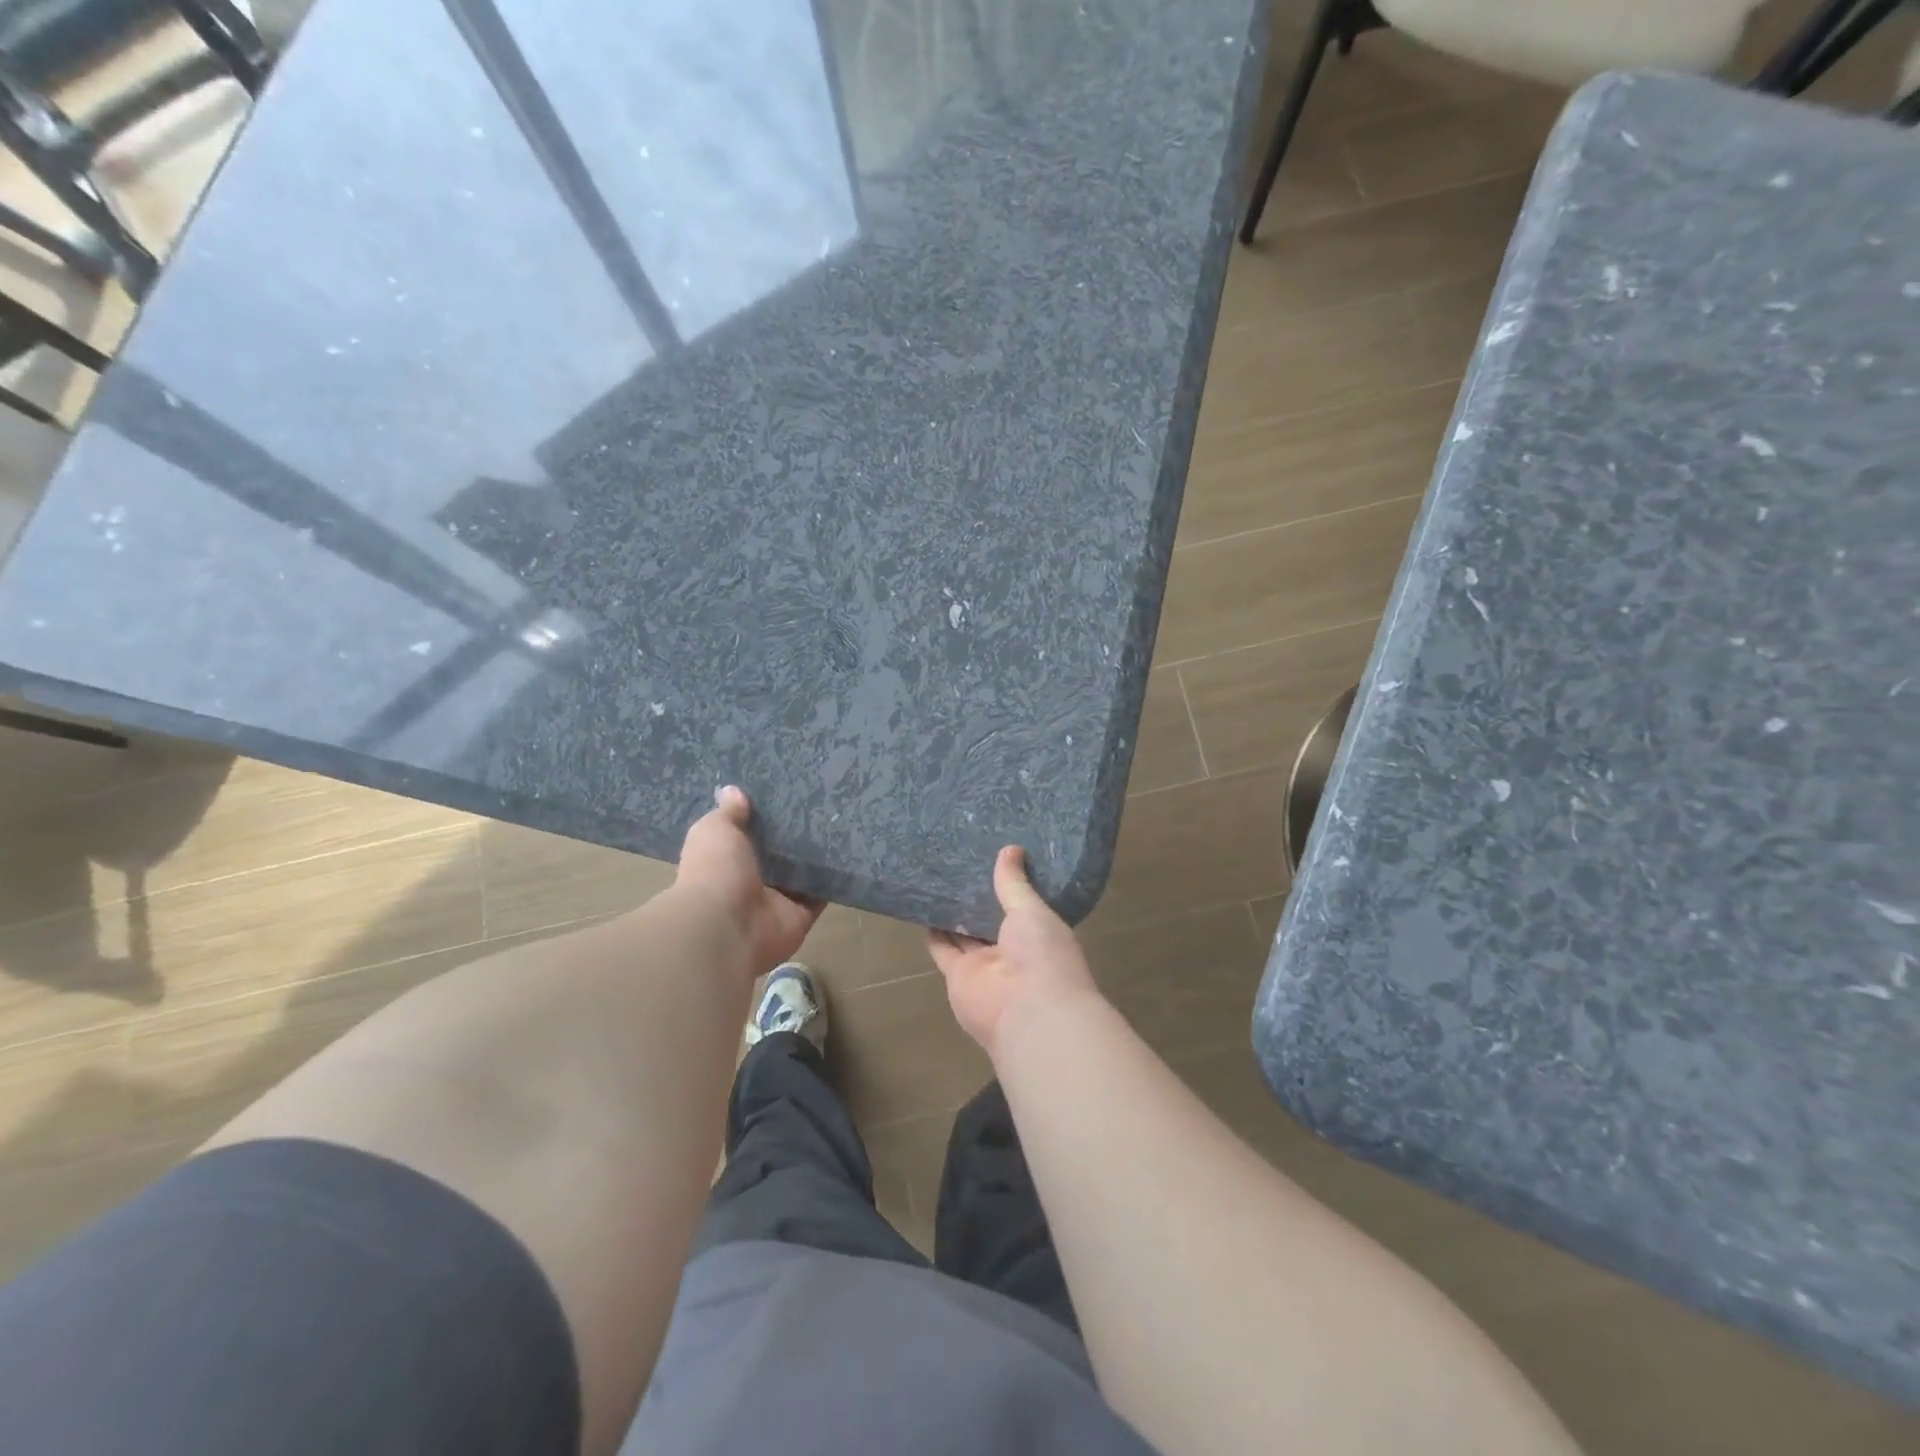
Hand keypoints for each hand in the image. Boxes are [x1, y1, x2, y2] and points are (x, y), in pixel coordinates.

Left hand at [676, 786, 823, 974]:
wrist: (728, 926)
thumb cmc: (716, 872)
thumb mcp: (715, 830)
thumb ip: (728, 813)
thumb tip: (733, 790)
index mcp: (725, 861)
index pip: (746, 837)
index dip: (762, 819)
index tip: (783, 794)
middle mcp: (751, 882)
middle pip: (778, 855)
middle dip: (794, 835)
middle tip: (820, 803)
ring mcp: (778, 901)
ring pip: (802, 874)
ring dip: (817, 857)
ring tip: (841, 822)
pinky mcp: (802, 915)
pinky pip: (821, 894)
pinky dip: (833, 880)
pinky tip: (849, 853)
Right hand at [928, 845, 1101, 1058]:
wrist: (1028, 1012)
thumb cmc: (1042, 955)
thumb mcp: (1032, 910)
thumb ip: (1015, 883)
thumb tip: (1011, 849)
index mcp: (1038, 932)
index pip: (1021, 904)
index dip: (1008, 883)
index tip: (994, 854)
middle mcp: (1011, 949)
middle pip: (989, 917)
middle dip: (977, 895)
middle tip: (960, 859)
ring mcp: (984, 964)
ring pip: (964, 932)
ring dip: (953, 910)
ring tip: (938, 876)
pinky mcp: (957, 975)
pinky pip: (942, 948)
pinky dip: (933, 931)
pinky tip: (922, 904)